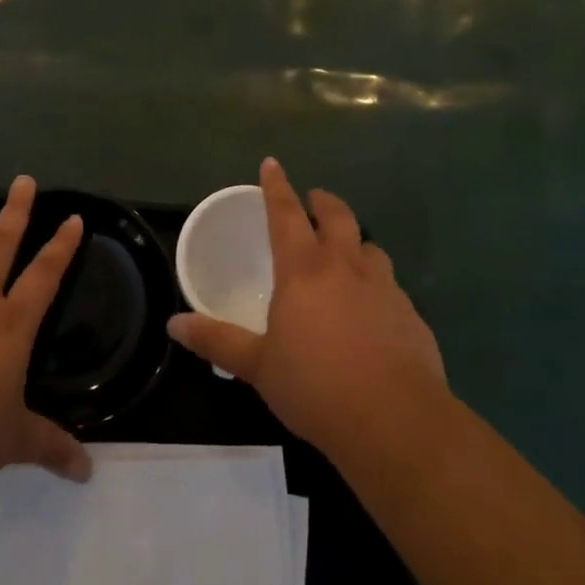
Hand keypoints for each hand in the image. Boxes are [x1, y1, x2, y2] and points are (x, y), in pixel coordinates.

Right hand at [167, 158, 447, 463]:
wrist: (396, 421)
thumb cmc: (316, 386)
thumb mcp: (258, 366)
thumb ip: (217, 341)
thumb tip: (173, 324)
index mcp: (303, 270)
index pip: (285, 213)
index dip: (276, 186)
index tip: (272, 164)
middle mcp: (345, 267)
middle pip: (337, 217)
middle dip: (322, 202)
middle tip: (313, 200)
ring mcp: (384, 288)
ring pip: (369, 247)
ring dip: (354, 241)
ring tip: (345, 253)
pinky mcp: (411, 314)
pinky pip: (390, 285)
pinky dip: (376, 283)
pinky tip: (372, 309)